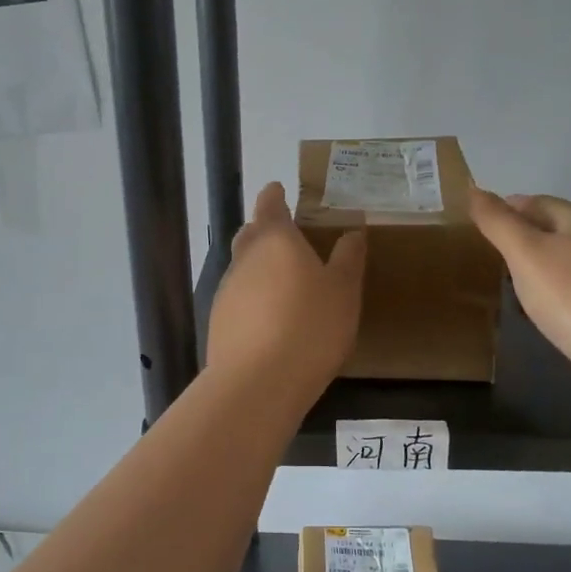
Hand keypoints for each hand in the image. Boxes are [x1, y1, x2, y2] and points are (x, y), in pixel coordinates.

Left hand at [207, 183, 365, 394]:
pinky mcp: (218, 322)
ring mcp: (226, 290)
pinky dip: (253, 299)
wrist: (258, 382)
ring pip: (243, 268)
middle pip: (250, 234)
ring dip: (259, 268)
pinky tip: (270, 319)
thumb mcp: (343, 291)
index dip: (274, 195)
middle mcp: (244, 258)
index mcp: (275, 240)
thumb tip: (352, 232)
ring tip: (283, 283)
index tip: (278, 189)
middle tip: (286, 236)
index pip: (270, 205)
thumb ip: (347, 259)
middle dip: (265, 230)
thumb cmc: (310, 326)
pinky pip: (239, 299)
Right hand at [469, 190, 570, 405]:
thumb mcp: (525, 253)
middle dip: (519, 238)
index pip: (537, 201)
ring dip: (533, 269)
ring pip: (562, 263)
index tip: (476, 224)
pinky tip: (537, 313)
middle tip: (485, 255)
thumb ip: (497, 222)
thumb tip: (473, 190)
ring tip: (505, 285)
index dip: (506, 207)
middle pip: (552, 230)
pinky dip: (550, 296)